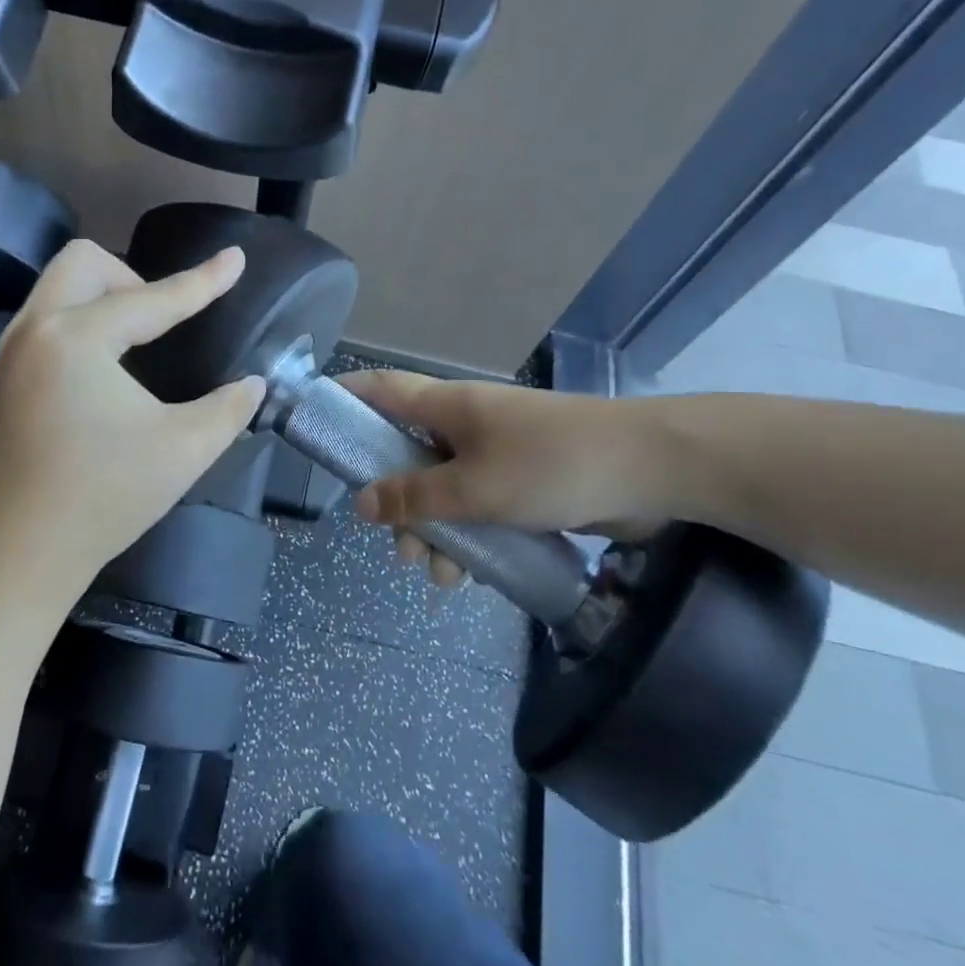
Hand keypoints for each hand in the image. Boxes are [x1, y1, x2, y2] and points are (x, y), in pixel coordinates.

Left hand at [0, 240, 266, 583]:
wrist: (21, 552)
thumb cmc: (106, 498)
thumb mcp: (185, 450)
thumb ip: (229, 408)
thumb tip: (253, 384)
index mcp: (78, 339)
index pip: (154, 298)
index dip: (203, 280)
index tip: (235, 258)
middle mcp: (35, 330)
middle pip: (85, 262)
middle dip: (132, 278)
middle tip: (161, 324)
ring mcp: (10, 352)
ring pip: (57, 287)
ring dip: (102, 297)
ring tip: (136, 343)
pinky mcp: (1, 377)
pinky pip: (44, 318)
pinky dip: (78, 321)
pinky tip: (101, 369)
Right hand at [341, 372, 683, 585]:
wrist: (651, 470)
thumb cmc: (551, 464)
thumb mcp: (473, 487)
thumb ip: (414, 497)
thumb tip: (362, 504)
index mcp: (445, 407)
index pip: (378, 389)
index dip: (342, 399)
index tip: (314, 425)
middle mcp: (464, 425)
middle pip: (406, 456)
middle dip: (395, 504)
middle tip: (398, 545)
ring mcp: (495, 453)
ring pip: (443, 491)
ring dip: (435, 533)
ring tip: (442, 576)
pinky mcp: (523, 482)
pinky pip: (478, 508)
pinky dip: (470, 537)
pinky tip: (476, 575)